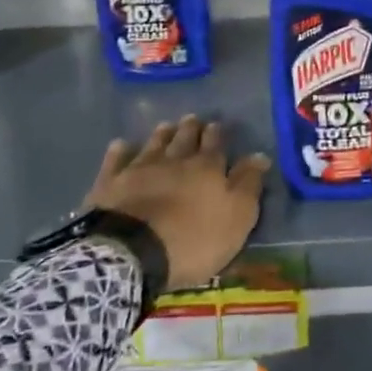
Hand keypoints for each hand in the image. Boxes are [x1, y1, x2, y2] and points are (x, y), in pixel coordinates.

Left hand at [80, 115, 269, 289]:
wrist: (133, 252)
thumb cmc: (193, 238)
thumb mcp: (236, 217)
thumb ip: (248, 184)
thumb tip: (260, 156)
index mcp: (207, 168)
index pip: (215, 145)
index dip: (216, 135)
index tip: (216, 125)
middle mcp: (174, 161)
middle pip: (184, 139)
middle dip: (190, 129)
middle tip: (192, 118)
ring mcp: (140, 169)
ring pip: (154, 144)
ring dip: (161, 134)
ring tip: (166, 125)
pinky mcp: (111, 183)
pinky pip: (116, 160)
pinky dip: (120, 151)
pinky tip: (121, 144)